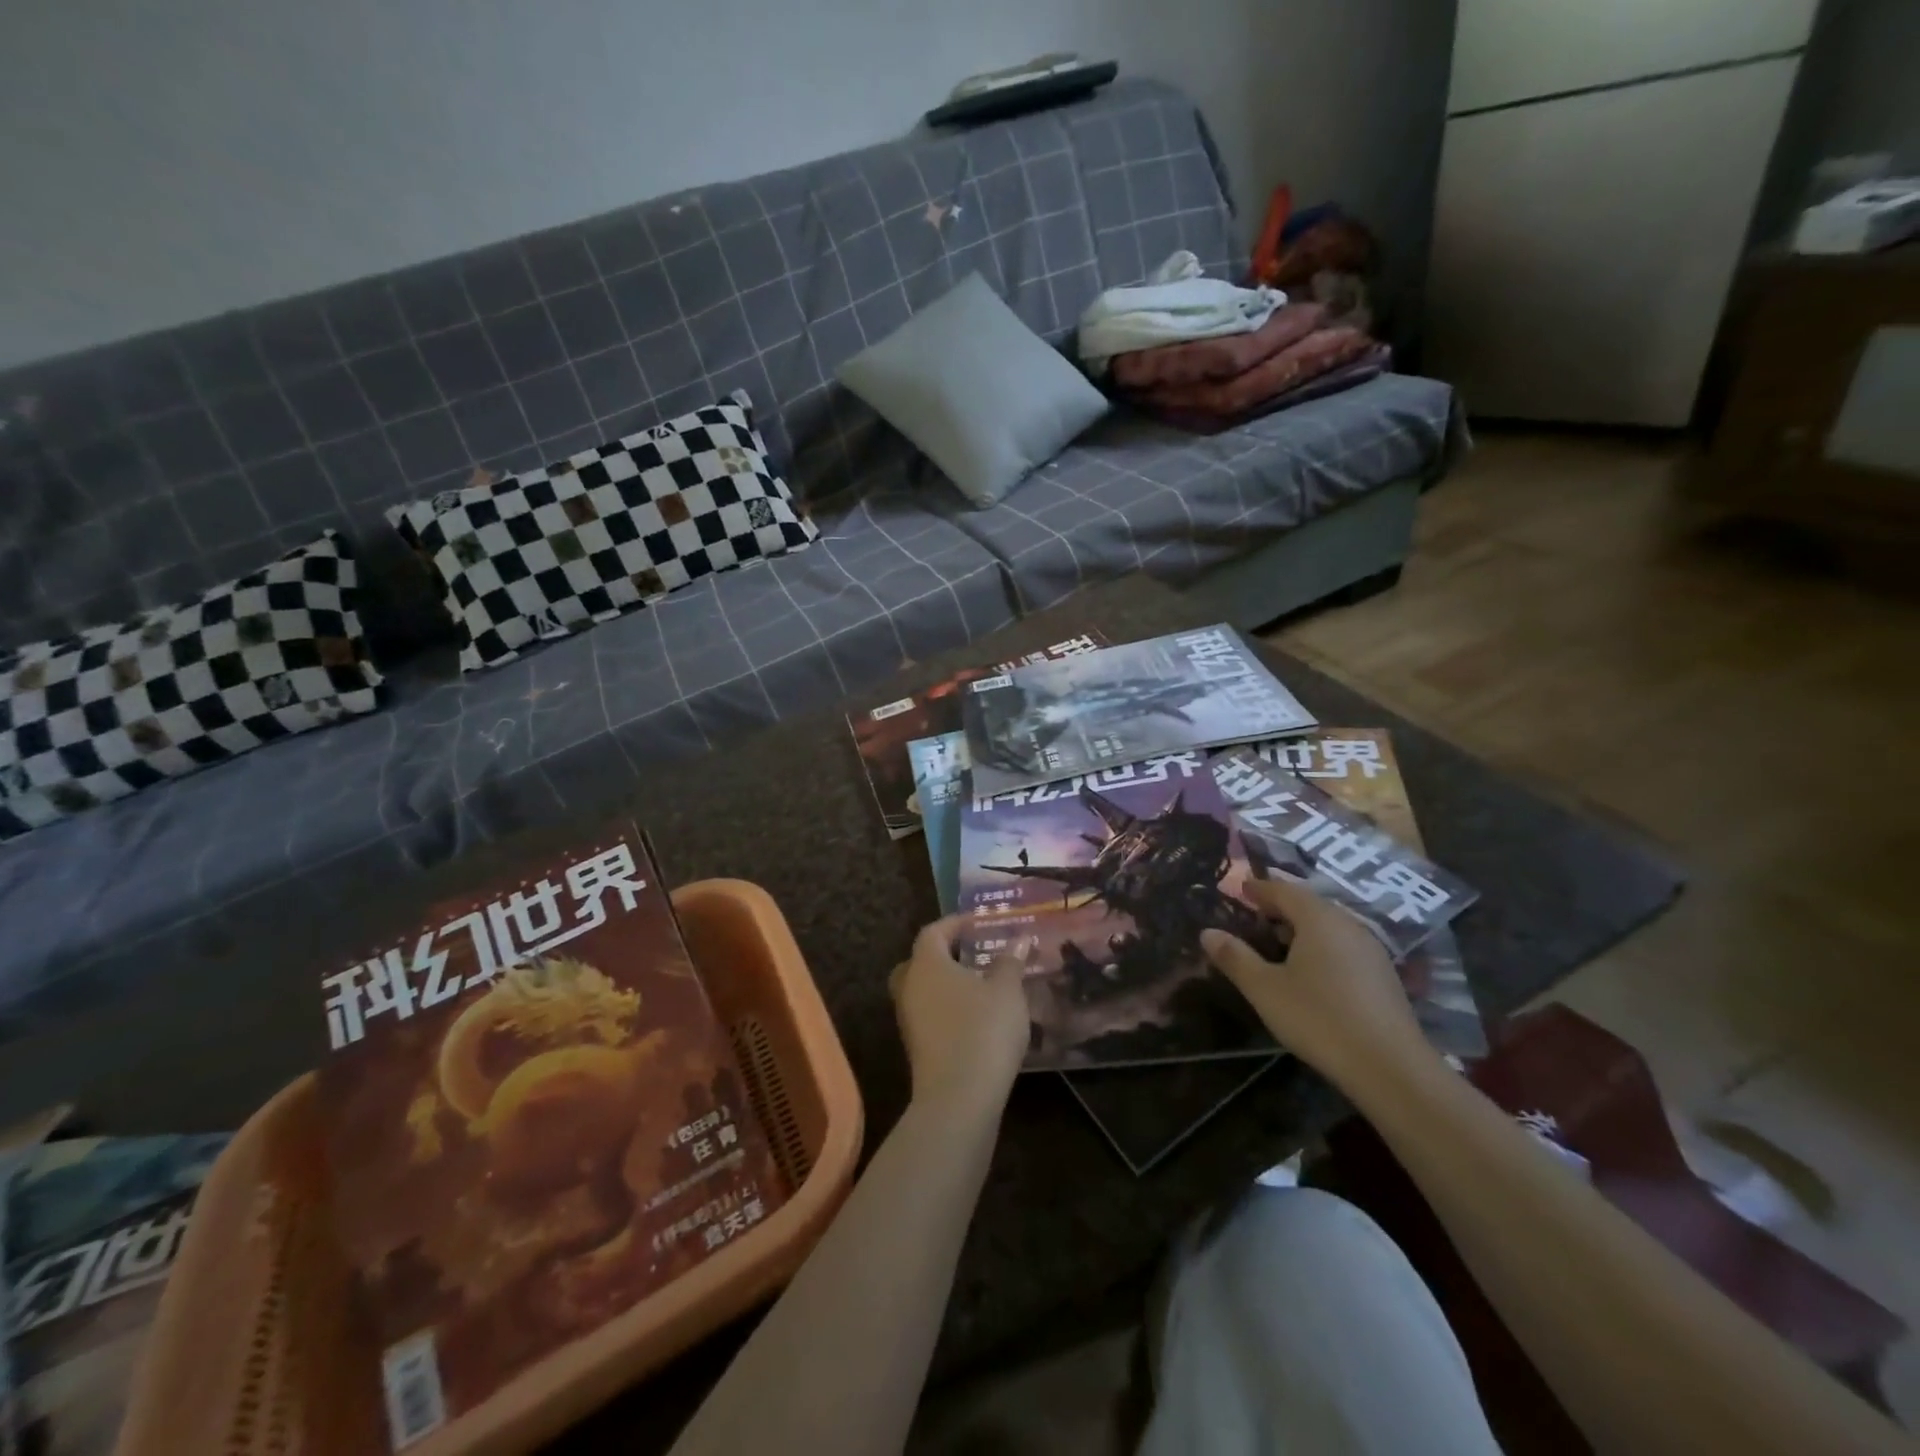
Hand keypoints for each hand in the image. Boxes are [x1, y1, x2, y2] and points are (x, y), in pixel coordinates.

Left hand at [890, 916, 1031, 1113]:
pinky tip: (977, 1016)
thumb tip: (1018, 940)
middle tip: (975, 953)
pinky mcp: (916, 1047)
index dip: (957, 923)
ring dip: (949, 983)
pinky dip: (949, 1008)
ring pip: (924, 989)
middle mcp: (910, 986)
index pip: (935, 931)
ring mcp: (908, 1019)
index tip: (982, 923)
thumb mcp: (1007, 991)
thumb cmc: (983, 1030)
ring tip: (982, 984)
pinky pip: (930, 1014)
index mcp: (926, 963)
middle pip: (921, 960)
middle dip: (946, 954)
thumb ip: (1010, 962)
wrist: (959, 1099)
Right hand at [1201, 877, 1430, 1093]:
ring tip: (1278, 942)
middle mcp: (1347, 924)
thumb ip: (1235, 957)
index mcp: (1318, 918)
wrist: (1390, 1067)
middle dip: (1280, 906)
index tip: (1240, 888)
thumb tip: (1207, 932)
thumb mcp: (1265, 989)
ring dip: (1302, 927)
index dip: (1259, 888)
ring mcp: (1371, 949)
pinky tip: (1311, 970)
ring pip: (1329, 925)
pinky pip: (1343, 945)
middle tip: (1255, 914)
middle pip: (1309, 904)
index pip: (1283, 890)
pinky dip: (1321, 946)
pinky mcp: (1383, 975)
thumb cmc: (1319, 1018)